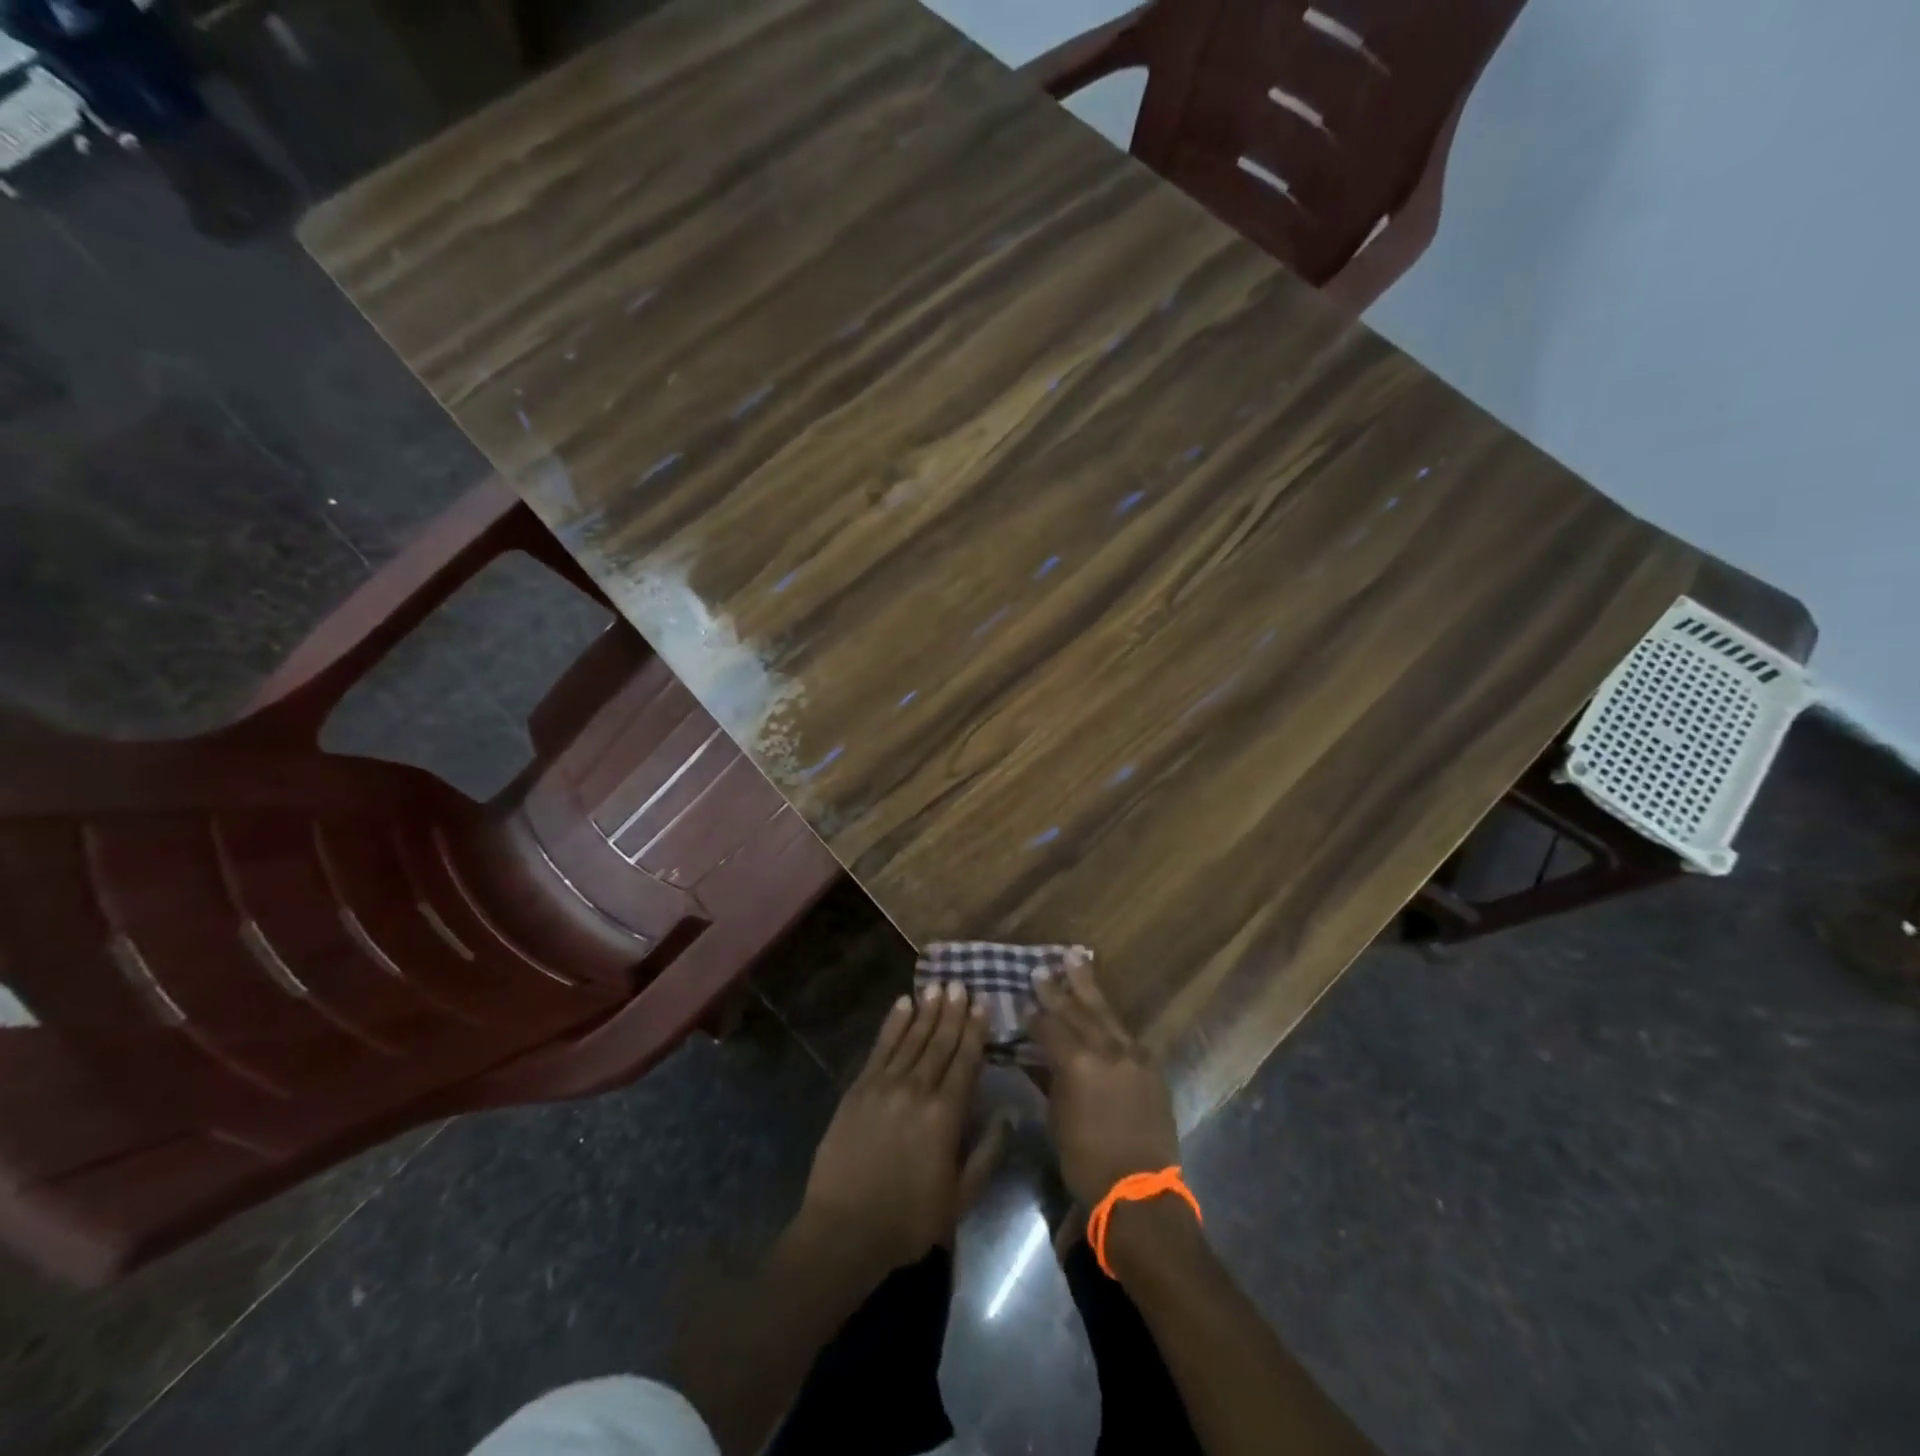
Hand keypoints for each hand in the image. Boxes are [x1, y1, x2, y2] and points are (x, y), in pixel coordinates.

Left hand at [796, 982, 986, 1276]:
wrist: (844, 1229)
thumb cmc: (908, 1219)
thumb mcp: (960, 1198)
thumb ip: (987, 1153)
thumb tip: (1009, 1114)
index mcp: (945, 1115)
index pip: (965, 1062)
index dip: (975, 1031)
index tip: (982, 1003)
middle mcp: (917, 1089)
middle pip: (939, 1043)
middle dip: (952, 1012)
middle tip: (961, 983)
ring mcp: (884, 1085)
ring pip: (911, 1038)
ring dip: (927, 1011)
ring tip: (938, 986)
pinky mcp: (859, 1088)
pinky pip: (880, 1047)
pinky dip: (893, 1023)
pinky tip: (903, 1004)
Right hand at [1031, 949, 1180, 1206]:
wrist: (1140, 1191)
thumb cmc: (1086, 1161)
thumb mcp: (1056, 1118)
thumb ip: (1047, 1079)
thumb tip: (1034, 1056)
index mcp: (1078, 1063)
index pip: (1050, 1027)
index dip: (1033, 1014)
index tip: (1021, 1000)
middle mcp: (1107, 1050)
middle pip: (1078, 1010)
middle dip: (1059, 988)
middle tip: (1043, 968)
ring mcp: (1133, 1055)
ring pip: (1105, 1013)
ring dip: (1088, 988)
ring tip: (1076, 960)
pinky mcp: (1150, 1067)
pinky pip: (1125, 1033)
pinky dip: (1109, 1019)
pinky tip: (1102, 1009)